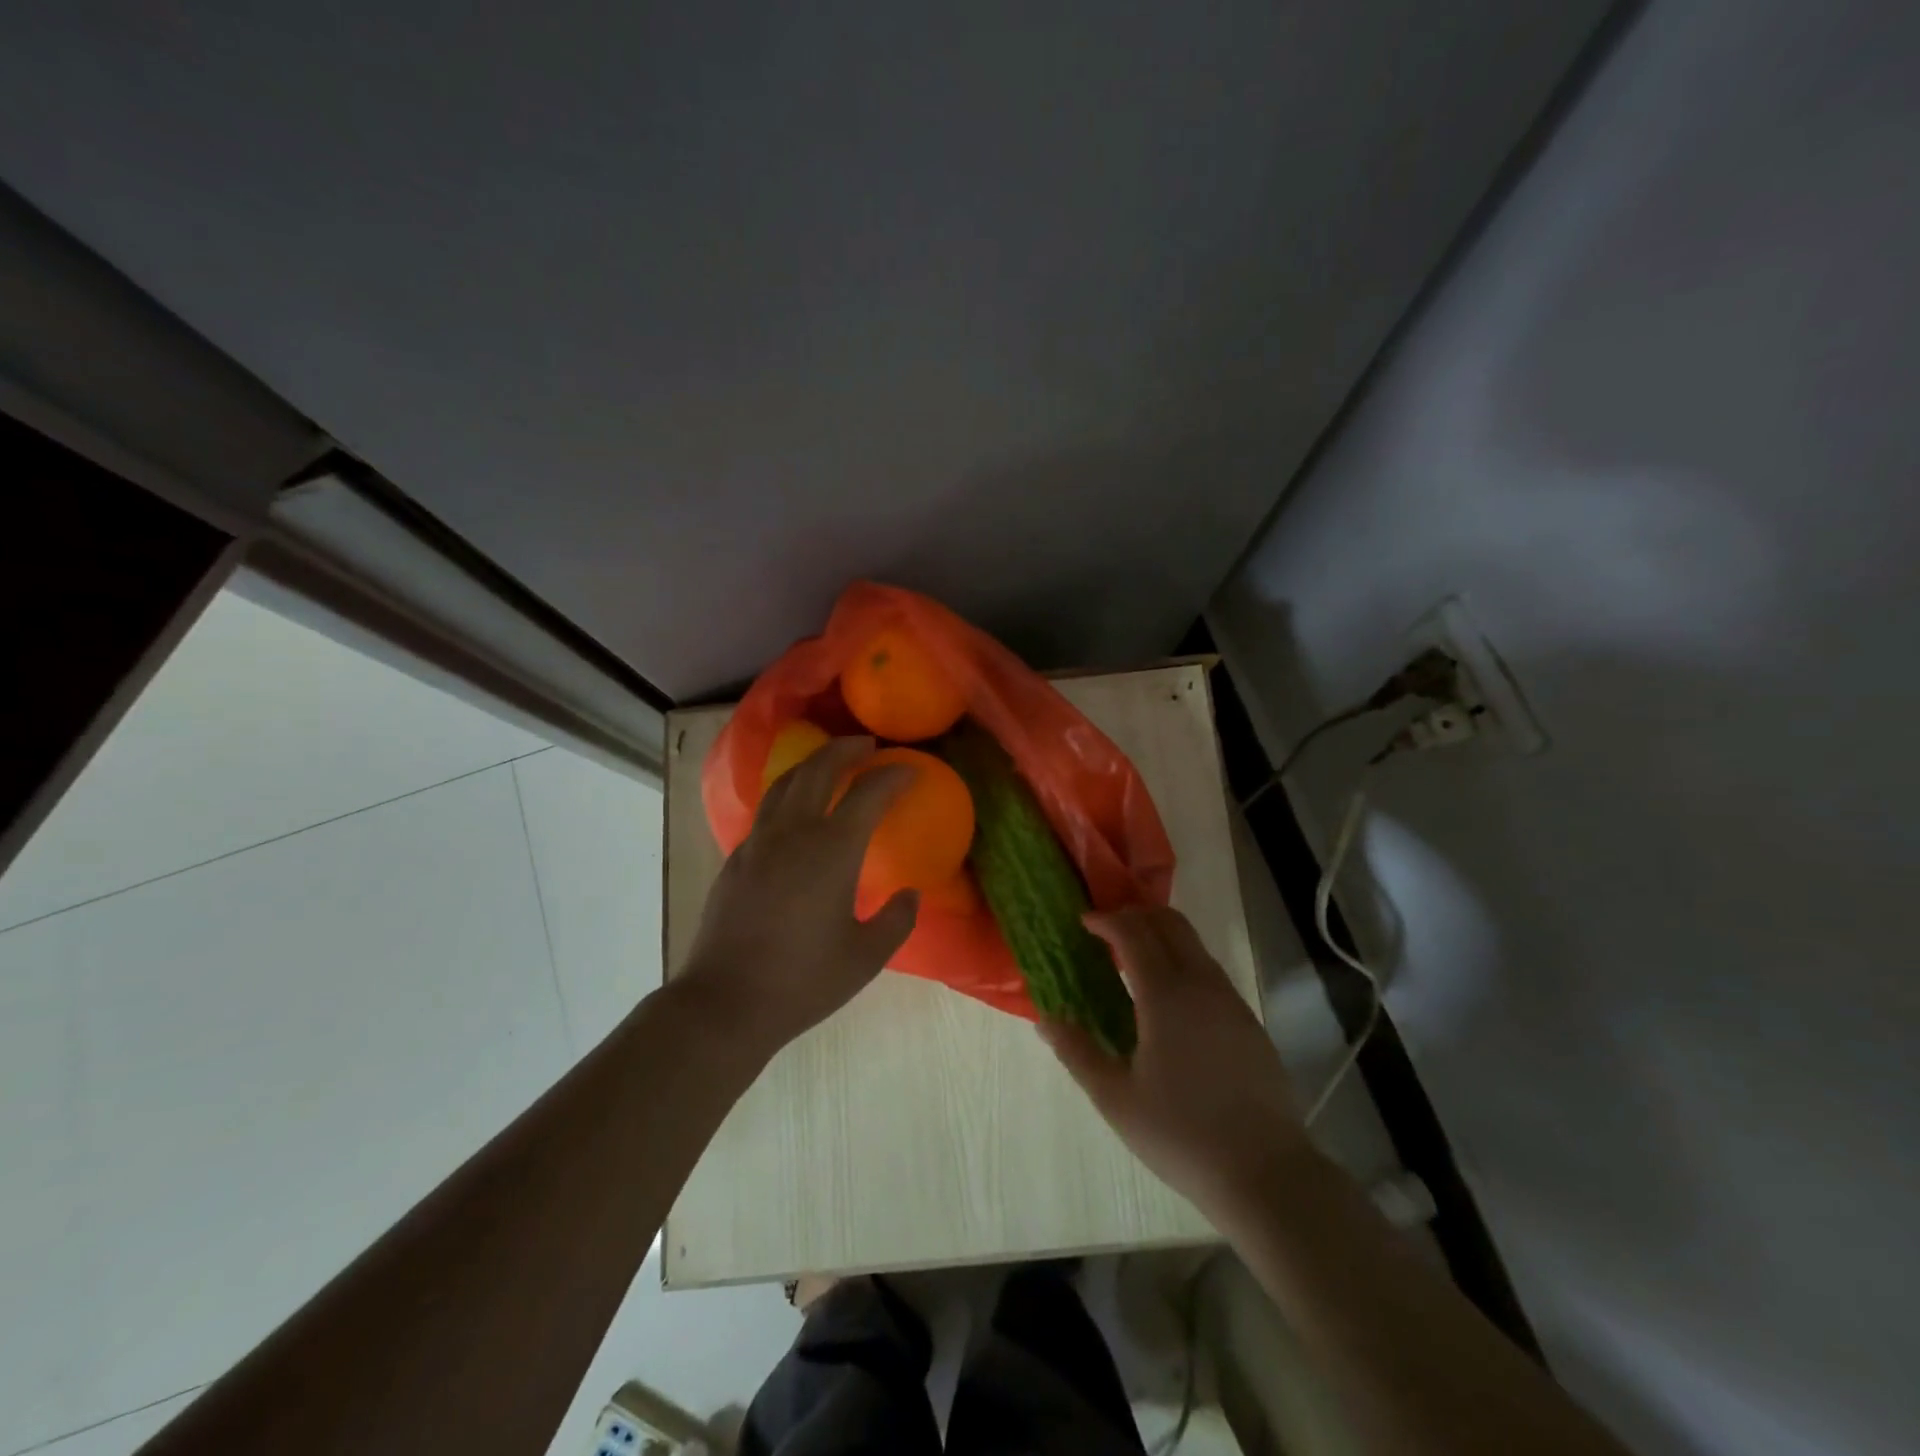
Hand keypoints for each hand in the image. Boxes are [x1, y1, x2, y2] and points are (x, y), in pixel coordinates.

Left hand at [679, 736, 918, 1055]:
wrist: (726, 1002)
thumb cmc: (803, 980)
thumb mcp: (866, 957)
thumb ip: (896, 921)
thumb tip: (910, 895)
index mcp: (832, 850)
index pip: (868, 793)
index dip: (893, 776)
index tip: (911, 771)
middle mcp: (793, 833)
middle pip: (819, 770)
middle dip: (846, 750)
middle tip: (867, 745)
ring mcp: (758, 842)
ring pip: (785, 782)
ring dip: (812, 764)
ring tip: (829, 763)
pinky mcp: (736, 858)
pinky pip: (766, 809)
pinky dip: (788, 792)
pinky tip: (795, 810)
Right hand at [1039, 907, 1310, 1222]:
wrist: (1266, 1174)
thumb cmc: (1181, 1135)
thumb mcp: (1116, 1099)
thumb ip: (1077, 1052)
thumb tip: (1046, 1019)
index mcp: (1166, 995)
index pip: (1133, 932)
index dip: (1106, 920)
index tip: (1083, 922)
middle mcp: (1201, 984)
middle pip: (1170, 922)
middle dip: (1135, 915)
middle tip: (1106, 931)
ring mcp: (1230, 1000)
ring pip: (1193, 944)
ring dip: (1161, 936)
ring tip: (1132, 960)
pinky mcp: (1248, 1021)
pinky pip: (1209, 970)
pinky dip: (1182, 961)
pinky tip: (1168, 999)